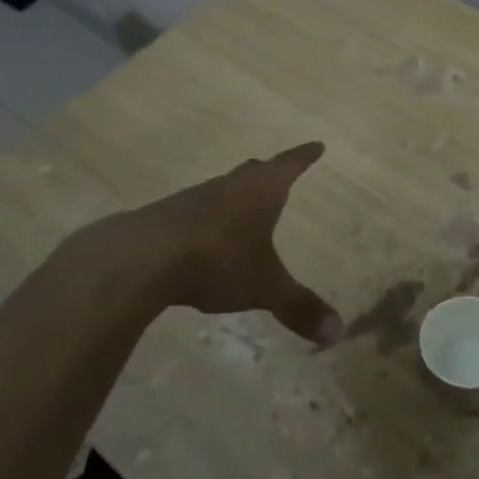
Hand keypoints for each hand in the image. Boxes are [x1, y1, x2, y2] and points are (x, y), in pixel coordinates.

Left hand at [64, 142, 342, 344]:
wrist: (141, 258)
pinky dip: (207, 218)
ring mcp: (194, 199)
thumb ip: (299, 308)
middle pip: (253, 172)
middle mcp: (229, 186)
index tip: (316, 145)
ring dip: (235, 195)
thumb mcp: (264, 287)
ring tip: (243, 206)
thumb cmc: (217, 260)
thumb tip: (338, 333)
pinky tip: (204, 236)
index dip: (304, 157)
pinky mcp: (165, 218)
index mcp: (261, 191)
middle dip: (269, 172)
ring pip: (223, 190)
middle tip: (279, 171)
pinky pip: (195, 211)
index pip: (289, 165)